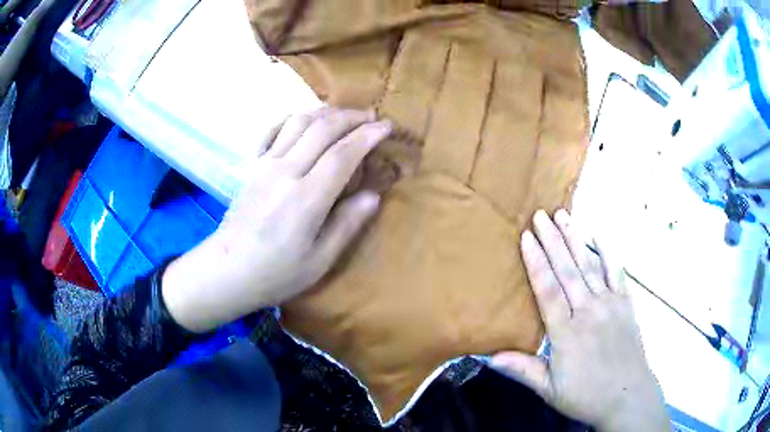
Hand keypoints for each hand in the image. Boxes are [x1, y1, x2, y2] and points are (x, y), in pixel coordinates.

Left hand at [162, 108, 391, 332]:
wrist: (227, 271)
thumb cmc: (276, 274)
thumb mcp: (320, 261)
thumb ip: (347, 224)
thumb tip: (373, 195)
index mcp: (306, 198)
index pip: (343, 154)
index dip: (368, 135)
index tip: (386, 126)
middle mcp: (285, 171)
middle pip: (322, 128)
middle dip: (352, 117)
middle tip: (372, 116)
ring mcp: (264, 165)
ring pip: (298, 122)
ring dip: (325, 113)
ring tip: (344, 116)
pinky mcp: (251, 166)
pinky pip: (272, 130)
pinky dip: (292, 119)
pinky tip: (304, 122)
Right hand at [492, 210, 668, 431]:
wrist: (627, 395)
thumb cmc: (586, 395)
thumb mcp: (550, 390)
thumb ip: (523, 370)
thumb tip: (488, 356)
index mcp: (567, 332)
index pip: (548, 290)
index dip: (536, 261)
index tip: (526, 237)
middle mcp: (589, 311)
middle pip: (568, 270)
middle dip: (552, 240)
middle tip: (540, 214)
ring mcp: (610, 304)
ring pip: (590, 265)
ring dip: (575, 239)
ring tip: (564, 215)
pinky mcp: (626, 303)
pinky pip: (616, 272)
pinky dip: (607, 252)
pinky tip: (599, 236)